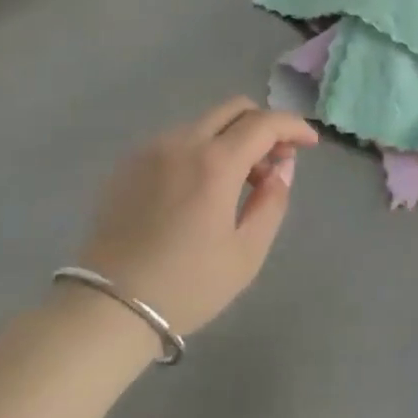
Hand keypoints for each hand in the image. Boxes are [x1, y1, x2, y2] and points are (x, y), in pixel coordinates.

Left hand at [76, 98, 316, 334]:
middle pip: (234, 108)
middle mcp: (183, 142)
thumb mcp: (245, 254)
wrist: (108, 308)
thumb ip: (272, 202)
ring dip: (230, 139)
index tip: (309, 143)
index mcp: (215, 162)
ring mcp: (151, 148)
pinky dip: (199, 150)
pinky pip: (176, 140)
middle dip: (262, 125)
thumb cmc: (186, 286)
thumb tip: (282, 167)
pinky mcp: (128, 163)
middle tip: (273, 161)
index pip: (265, 123)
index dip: (293, 126)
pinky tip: (197, 190)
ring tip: (235, 183)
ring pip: (204, 123)